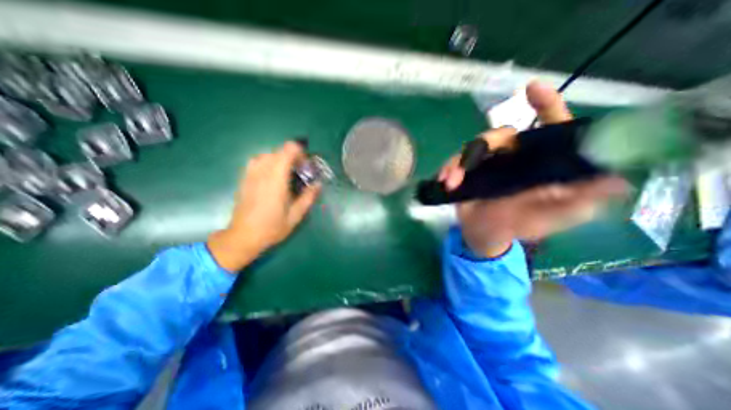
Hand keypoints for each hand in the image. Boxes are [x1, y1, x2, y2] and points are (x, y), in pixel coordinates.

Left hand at [205, 140, 319, 271]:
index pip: (287, 150)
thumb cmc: (272, 228)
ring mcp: (251, 174)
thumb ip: (308, 197)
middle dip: (293, 157)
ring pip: (267, 154)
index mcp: (276, 180)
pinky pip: (257, 161)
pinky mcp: (244, 178)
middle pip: (279, 151)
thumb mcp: (296, 216)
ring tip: (286, 174)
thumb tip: (318, 184)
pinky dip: (268, 162)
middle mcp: (262, 172)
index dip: (300, 152)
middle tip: (299, 172)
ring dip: (280, 159)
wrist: (243, 236)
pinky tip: (272, 176)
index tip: (306, 165)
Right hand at [435, 80, 624, 254]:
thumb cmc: (522, 225)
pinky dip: (448, 168)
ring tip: (451, 181)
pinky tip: (444, 180)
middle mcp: (514, 157)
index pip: (549, 128)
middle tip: (469, 164)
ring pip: (473, 147)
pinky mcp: (468, 171)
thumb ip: (580, 200)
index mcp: (540, 162)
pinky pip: (454, 161)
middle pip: (500, 135)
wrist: (485, 235)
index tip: (531, 89)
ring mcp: (488, 163)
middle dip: (483, 145)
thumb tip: (616, 179)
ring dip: (459, 163)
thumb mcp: (554, 217)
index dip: (545, 105)